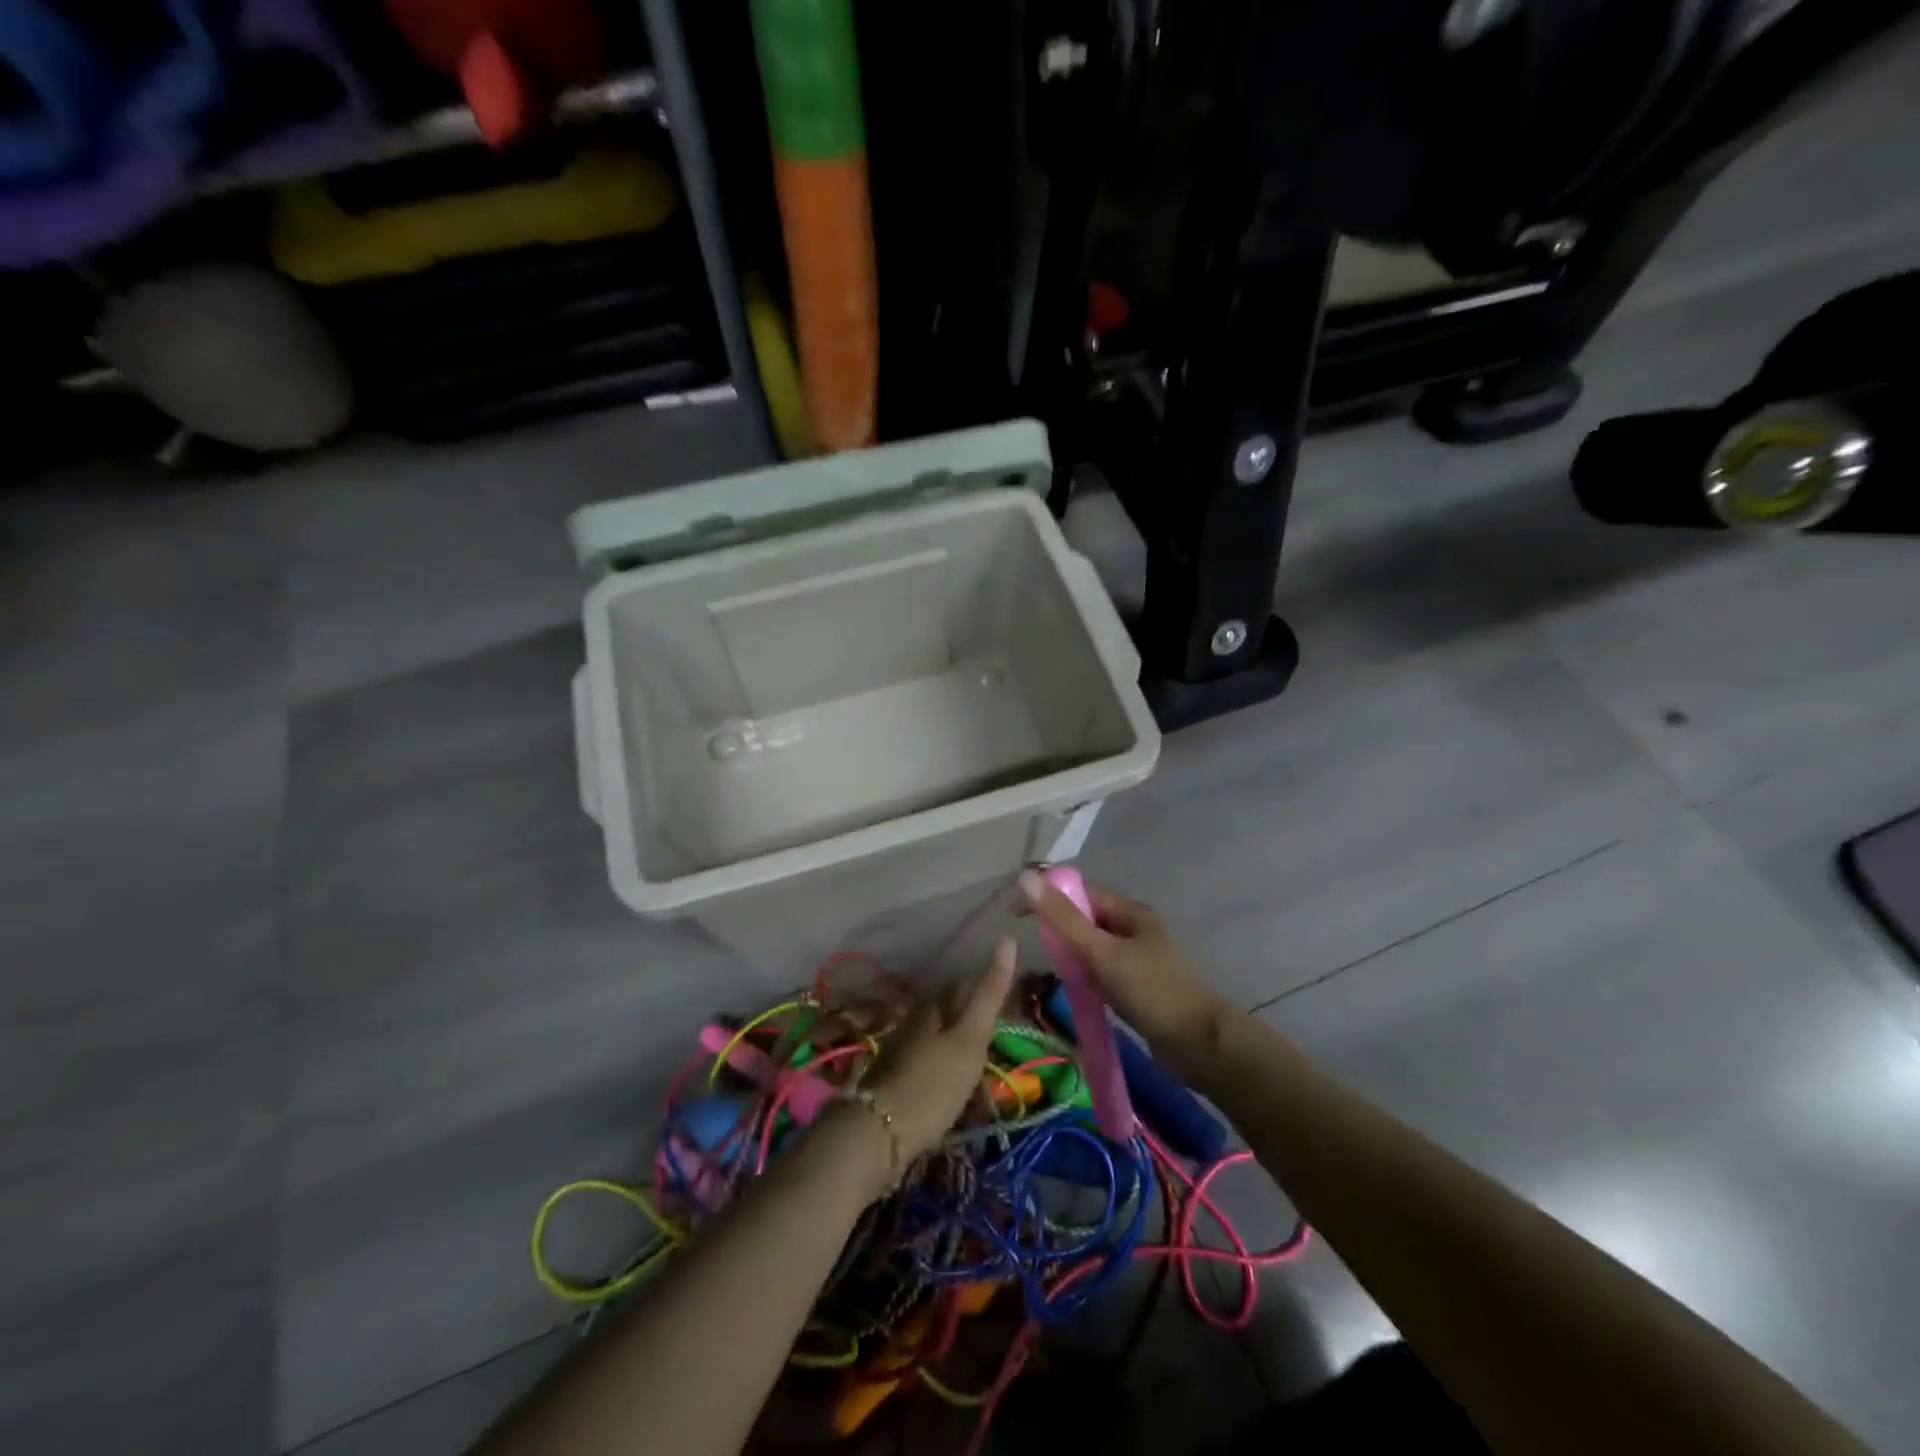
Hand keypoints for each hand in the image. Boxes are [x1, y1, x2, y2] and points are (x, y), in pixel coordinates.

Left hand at [862, 938, 1017, 1164]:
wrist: (878, 1132)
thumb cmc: (933, 1083)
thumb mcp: (970, 1038)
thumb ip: (989, 992)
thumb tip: (1007, 938)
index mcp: (936, 1002)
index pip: (971, 982)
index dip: (995, 989)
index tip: (1018, 1004)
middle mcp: (918, 1015)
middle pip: (956, 1007)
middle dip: (981, 1016)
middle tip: (1008, 1034)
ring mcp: (906, 1044)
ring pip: (945, 1032)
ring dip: (966, 1042)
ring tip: (988, 1061)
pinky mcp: (900, 1072)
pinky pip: (935, 1056)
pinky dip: (952, 1062)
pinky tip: (959, 1078)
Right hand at [1018, 871, 1228, 1069]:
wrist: (1200, 1044)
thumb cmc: (1150, 991)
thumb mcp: (1101, 952)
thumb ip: (1063, 918)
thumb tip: (1026, 876)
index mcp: (1129, 911)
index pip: (1079, 891)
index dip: (1047, 897)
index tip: (1015, 916)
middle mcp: (1135, 928)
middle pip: (1085, 918)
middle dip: (1060, 930)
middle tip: (1041, 951)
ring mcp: (1139, 957)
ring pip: (1093, 947)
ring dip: (1073, 956)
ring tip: (1059, 974)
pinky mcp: (1140, 984)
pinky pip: (1103, 970)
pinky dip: (1087, 976)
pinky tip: (1080, 991)